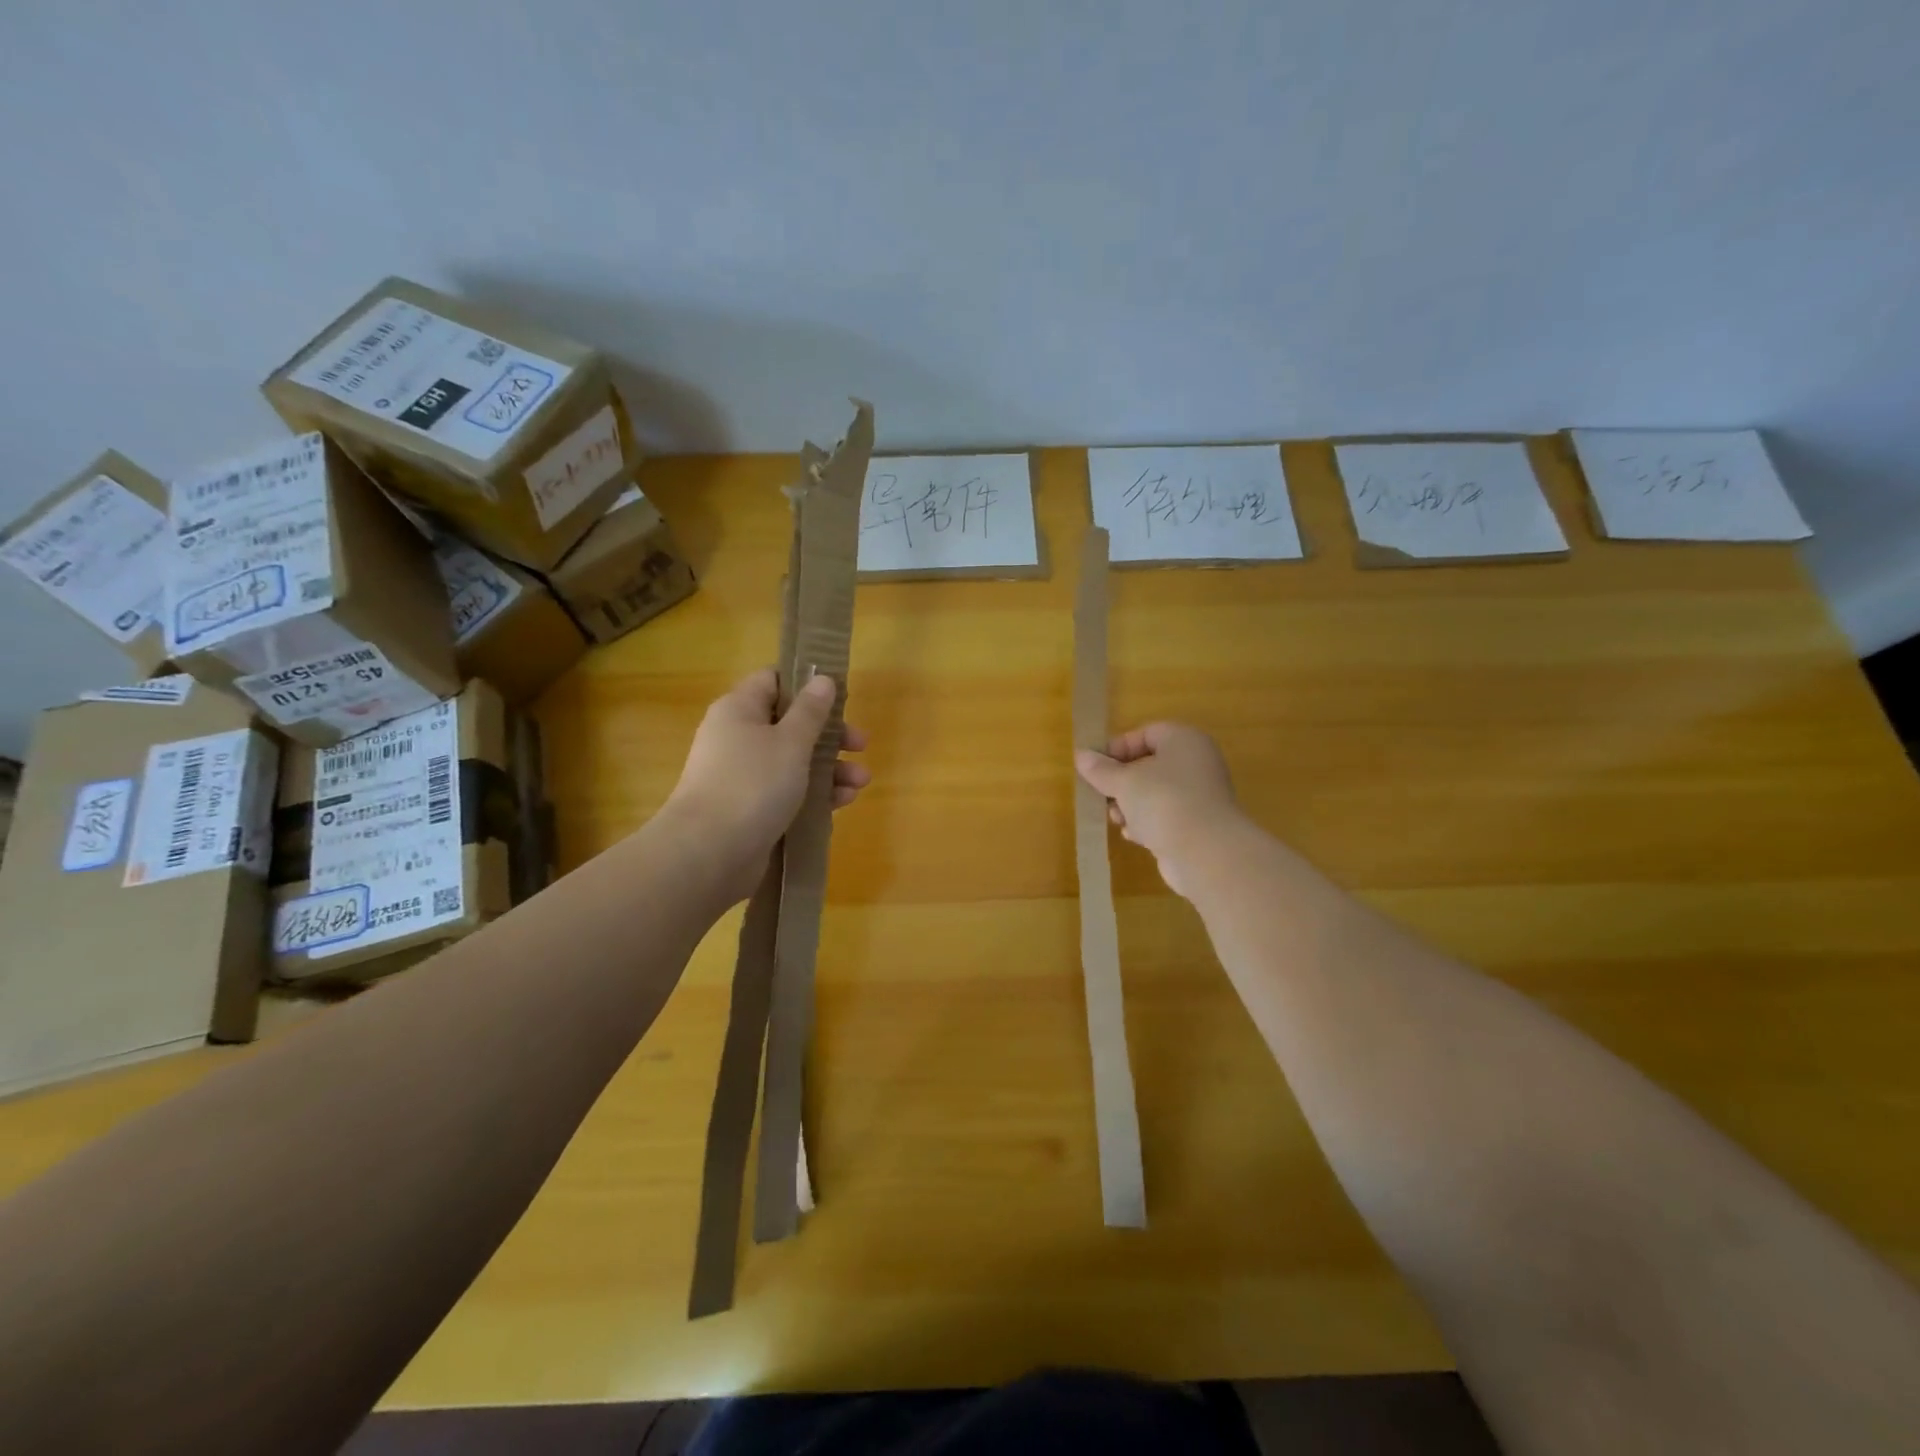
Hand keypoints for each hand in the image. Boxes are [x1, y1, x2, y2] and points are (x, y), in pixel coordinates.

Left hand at [664, 668, 871, 898]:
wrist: (709, 852)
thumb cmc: (753, 784)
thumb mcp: (790, 742)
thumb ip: (811, 711)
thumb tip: (823, 679)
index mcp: (740, 710)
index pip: (773, 681)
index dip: (806, 684)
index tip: (840, 696)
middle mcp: (738, 738)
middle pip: (790, 724)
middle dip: (830, 735)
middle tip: (860, 745)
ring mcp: (743, 776)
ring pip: (794, 761)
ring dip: (830, 768)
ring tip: (860, 782)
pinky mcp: (751, 809)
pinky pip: (788, 792)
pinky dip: (815, 794)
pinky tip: (843, 802)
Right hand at [1074, 723, 1239, 898]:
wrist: (1206, 852)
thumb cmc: (1163, 801)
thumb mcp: (1124, 782)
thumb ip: (1101, 769)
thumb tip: (1080, 755)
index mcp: (1183, 740)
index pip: (1146, 733)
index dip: (1117, 748)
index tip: (1094, 767)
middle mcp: (1196, 763)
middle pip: (1149, 764)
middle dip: (1121, 781)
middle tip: (1102, 795)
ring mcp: (1200, 795)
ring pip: (1156, 792)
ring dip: (1131, 805)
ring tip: (1117, 818)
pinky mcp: (1198, 824)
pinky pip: (1166, 816)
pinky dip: (1147, 823)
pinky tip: (1134, 835)